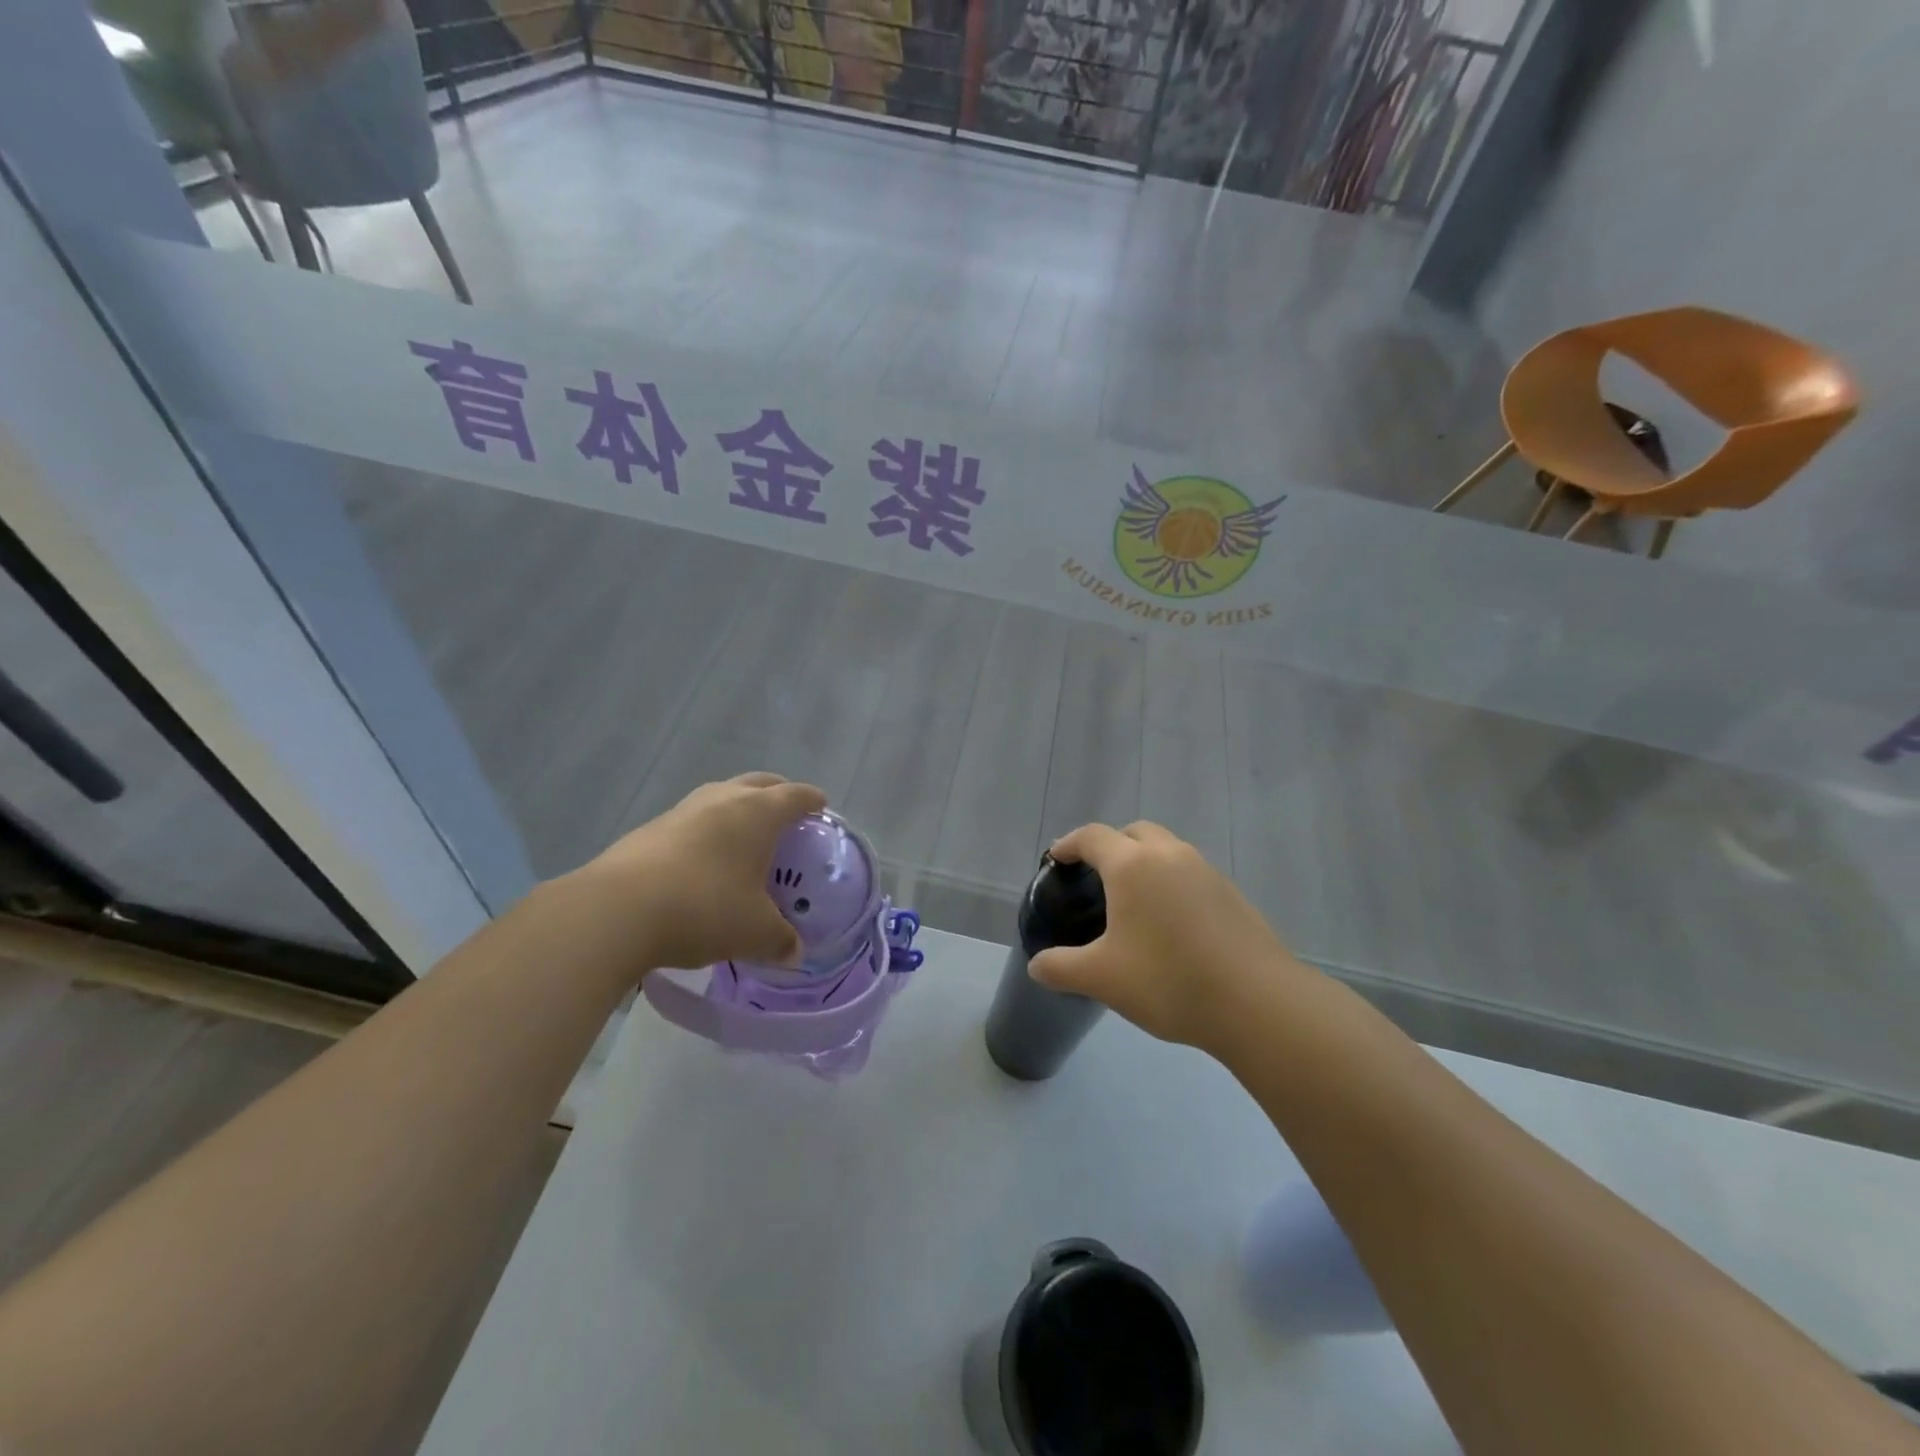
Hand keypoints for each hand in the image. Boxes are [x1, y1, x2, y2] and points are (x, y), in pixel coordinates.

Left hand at [579, 772, 826, 972]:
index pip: (796, 795)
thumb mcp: (755, 933)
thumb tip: (795, 952)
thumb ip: (781, 941)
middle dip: (777, 795)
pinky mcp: (649, 830)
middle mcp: (721, 800)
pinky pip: (691, 822)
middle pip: (758, 784)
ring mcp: (681, 811)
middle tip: (787, 819)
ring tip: (743, 841)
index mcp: (757, 813)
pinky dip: (705, 833)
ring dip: (737, 811)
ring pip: (720, 798)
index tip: (821, 810)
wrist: (616, 911)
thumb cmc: (704, 909)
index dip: (813, 802)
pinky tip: (702, 865)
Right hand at [1030, 821, 1308, 1052]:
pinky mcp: (1232, 894)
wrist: (1256, 1002)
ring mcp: (1206, 871)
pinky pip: (1190, 874)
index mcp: (1132, 865)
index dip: (1070, 844)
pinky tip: (1171, 923)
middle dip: (1111, 845)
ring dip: (1145, 862)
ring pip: (1167, 850)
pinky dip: (1172, 883)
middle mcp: (1170, 855)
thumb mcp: (1102, 978)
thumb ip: (1061, 968)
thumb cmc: (1167, 980)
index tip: (1057, 858)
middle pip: (1134, 833)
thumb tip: (1037, 965)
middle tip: (1096, 876)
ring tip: (1134, 900)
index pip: (1093, 837)